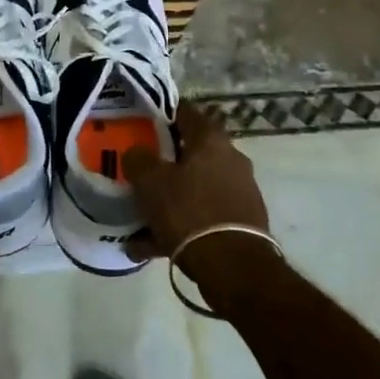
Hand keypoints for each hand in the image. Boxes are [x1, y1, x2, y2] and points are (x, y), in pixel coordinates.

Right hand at [122, 106, 275, 307]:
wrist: (234, 267)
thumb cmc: (189, 211)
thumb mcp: (151, 181)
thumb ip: (139, 159)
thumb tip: (137, 153)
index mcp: (211, 139)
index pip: (184, 112)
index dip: (161, 114)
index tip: (140, 123)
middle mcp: (230, 158)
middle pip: (190, 152)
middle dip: (164, 164)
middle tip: (139, 173)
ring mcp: (239, 191)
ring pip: (194, 188)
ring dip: (169, 200)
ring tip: (139, 221)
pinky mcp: (242, 222)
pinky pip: (202, 216)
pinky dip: (180, 226)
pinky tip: (150, 247)